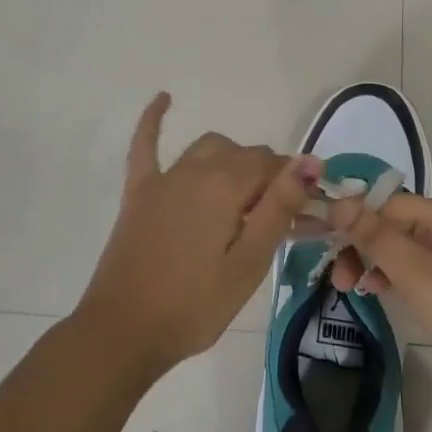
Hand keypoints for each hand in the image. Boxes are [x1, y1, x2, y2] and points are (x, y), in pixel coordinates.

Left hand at [76, 93, 316, 378]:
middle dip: (267, 177)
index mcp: (226, 186)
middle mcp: (196, 169)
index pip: (272, 166)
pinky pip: (145, 145)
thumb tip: (309, 162)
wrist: (123, 333)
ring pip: (209, 148)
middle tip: (278, 218)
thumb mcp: (249, 263)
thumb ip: (278, 208)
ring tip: (244, 193)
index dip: (294, 185)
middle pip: (244, 156)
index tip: (306, 213)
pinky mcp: (139, 192)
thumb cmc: (194, 305)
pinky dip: (154, 120)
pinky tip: (164, 98)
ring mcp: (164, 178)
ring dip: (232, 160)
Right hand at [328, 192, 431, 431]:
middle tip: (335, 279)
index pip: (389, 204)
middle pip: (397, 226)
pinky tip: (379, 294)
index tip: (318, 240)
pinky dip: (396, 281)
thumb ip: (379, 238)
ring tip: (349, 290)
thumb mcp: (421, 277)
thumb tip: (340, 200)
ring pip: (406, 252)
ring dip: (375, 264)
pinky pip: (421, 274)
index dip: (353, 217)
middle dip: (362, 244)